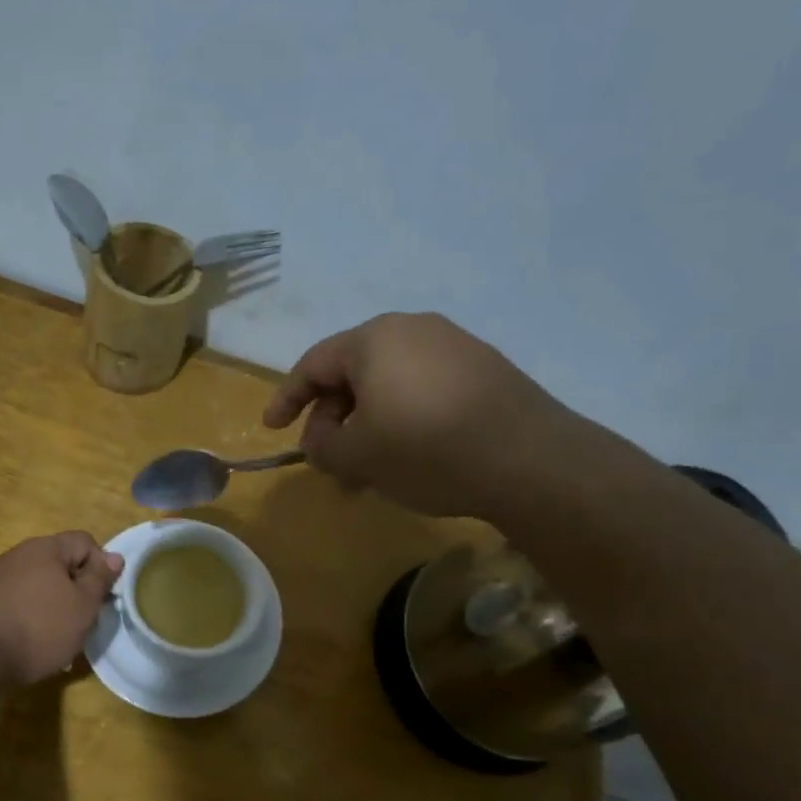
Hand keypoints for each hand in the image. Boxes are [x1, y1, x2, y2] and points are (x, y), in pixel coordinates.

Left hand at [0, 532, 123, 684]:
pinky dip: (30, 616)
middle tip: (82, 619)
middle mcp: (19, 554)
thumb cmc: (39, 627)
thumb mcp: (83, 606)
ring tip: (56, 636)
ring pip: (38, 584)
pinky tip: (30, 641)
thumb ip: (100, 579)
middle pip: (60, 563)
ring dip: (53, 604)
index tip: (101, 597)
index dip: (101, 566)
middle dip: (76, 588)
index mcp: (46, 548)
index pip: (85, 541)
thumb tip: (114, 556)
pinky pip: (18, 601)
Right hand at [262, 312, 590, 519]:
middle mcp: (413, 329)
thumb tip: (319, 439)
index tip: (272, 429)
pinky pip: (424, 390)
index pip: (313, 364)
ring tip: (369, 470)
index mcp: (374, 339)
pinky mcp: (484, 370)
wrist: (528, 460)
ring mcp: (454, 346)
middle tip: (331, 462)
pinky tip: (410, 458)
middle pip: (353, 373)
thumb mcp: (356, 456)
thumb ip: (321, 446)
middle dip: (333, 420)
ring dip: (368, 426)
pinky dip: (403, 420)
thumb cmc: (425, 450)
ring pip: (390, 386)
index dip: (287, 399)